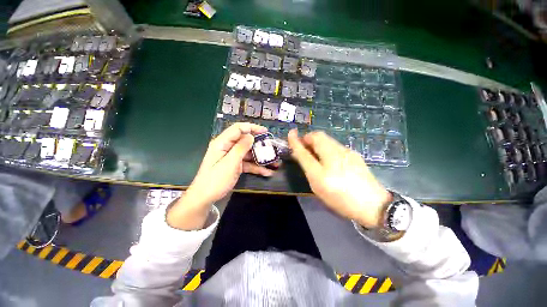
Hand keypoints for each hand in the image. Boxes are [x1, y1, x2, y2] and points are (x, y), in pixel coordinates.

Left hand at [167, 122, 275, 229]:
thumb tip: (251, 136)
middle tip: (272, 148)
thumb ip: (241, 148)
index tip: (265, 131)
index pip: (238, 129)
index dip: (252, 128)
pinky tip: (267, 172)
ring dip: (261, 158)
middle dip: (259, 145)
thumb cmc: (215, 179)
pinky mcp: (235, 166)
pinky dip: (256, 167)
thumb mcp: (230, 163)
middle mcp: (228, 147)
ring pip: (248, 153)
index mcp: (222, 143)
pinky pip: (247, 163)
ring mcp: (232, 157)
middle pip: (245, 141)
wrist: (205, 197)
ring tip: (274, 162)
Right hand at [288, 129, 391, 228]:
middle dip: (308, 139)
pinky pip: (334, 145)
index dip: (296, 140)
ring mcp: (347, 151)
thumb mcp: (318, 185)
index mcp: (326, 163)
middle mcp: (336, 152)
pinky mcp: (354, 154)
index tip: (290, 133)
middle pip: (318, 136)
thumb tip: (299, 153)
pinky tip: (328, 159)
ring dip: (317, 142)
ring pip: (327, 140)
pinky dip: (326, 147)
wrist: (373, 205)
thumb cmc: (341, 198)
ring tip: (314, 154)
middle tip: (303, 148)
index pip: (306, 147)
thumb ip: (307, 166)